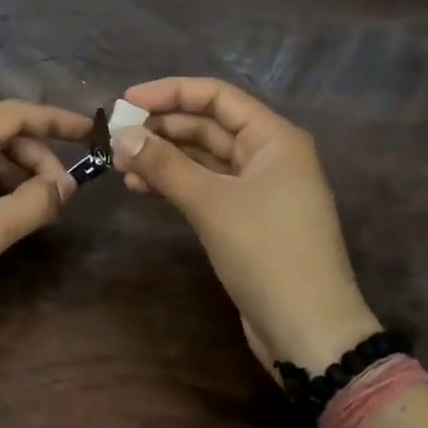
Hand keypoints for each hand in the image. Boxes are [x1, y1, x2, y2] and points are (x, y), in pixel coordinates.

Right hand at [112, 77, 379, 371]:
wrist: (310, 335)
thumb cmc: (267, 254)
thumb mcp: (211, 204)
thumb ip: (164, 164)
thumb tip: (122, 134)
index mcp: (273, 138)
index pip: (216, 96)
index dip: (170, 92)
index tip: (127, 101)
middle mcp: (268, 155)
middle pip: (207, 125)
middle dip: (162, 128)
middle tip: (116, 137)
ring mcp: (258, 188)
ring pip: (203, 157)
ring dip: (163, 156)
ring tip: (121, 164)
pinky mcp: (246, 218)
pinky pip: (205, 185)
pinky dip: (175, 183)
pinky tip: (141, 188)